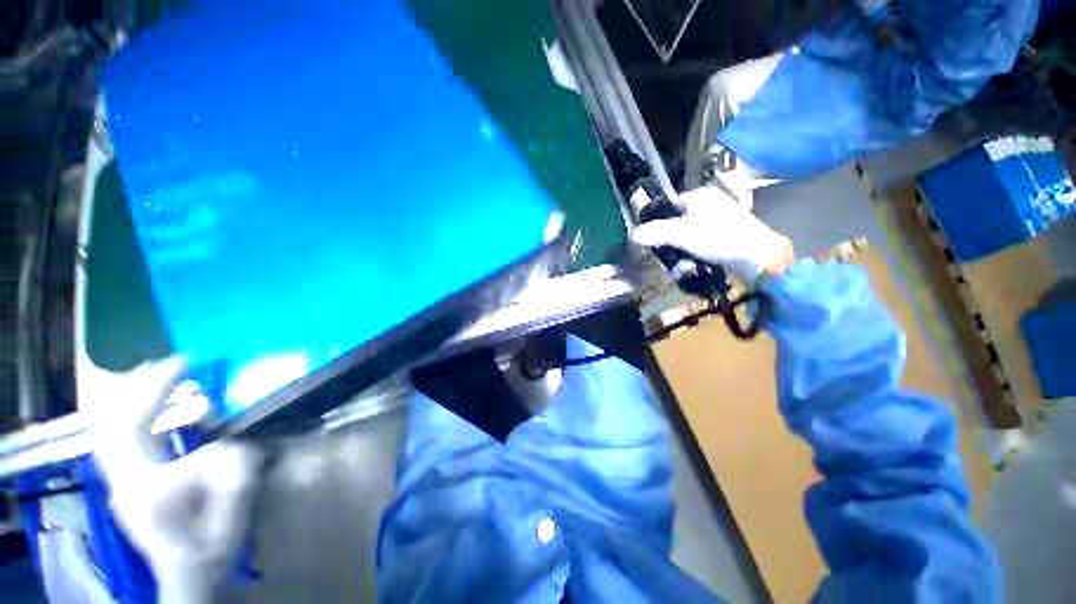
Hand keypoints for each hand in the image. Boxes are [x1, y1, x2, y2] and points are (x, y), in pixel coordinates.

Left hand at [91, 359, 262, 603]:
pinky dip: (118, 413)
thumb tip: (228, 441)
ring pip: (106, 429)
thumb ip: (235, 474)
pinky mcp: (120, 482)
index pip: (170, 445)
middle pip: (118, 425)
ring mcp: (118, 483)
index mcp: (153, 495)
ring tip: (149, 371)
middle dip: (140, 387)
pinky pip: (109, 438)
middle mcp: (125, 483)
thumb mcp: (235, 514)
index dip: (184, 411)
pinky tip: (135, 401)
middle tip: (172, 360)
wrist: (187, 574)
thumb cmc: (213, 545)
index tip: (196, 372)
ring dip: (125, 395)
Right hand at [630, 186, 793, 284]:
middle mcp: (709, 204)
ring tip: (683, 267)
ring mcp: (718, 220)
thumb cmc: (718, 238)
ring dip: (681, 254)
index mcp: (699, 196)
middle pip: (677, 224)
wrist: (757, 257)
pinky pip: (700, 244)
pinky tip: (694, 266)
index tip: (653, 241)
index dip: (658, 223)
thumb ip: (655, 233)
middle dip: (670, 245)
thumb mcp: (682, 235)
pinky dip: (694, 255)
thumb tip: (632, 235)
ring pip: (687, 237)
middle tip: (669, 258)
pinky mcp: (725, 235)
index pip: (668, 206)